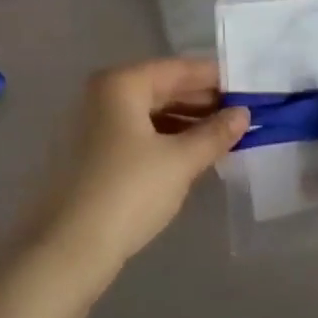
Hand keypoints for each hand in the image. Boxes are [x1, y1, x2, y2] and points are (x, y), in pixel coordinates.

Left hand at [33, 58, 248, 275]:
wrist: (68, 249)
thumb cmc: (128, 192)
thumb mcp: (180, 161)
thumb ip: (214, 133)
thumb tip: (243, 114)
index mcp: (120, 84)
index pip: (177, 68)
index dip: (215, 77)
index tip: (249, 88)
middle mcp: (102, 95)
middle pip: (162, 88)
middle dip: (202, 101)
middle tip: (243, 115)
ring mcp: (92, 125)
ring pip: (149, 113)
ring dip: (186, 122)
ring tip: (224, 137)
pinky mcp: (91, 154)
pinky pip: (137, 134)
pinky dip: (166, 139)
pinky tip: (192, 155)